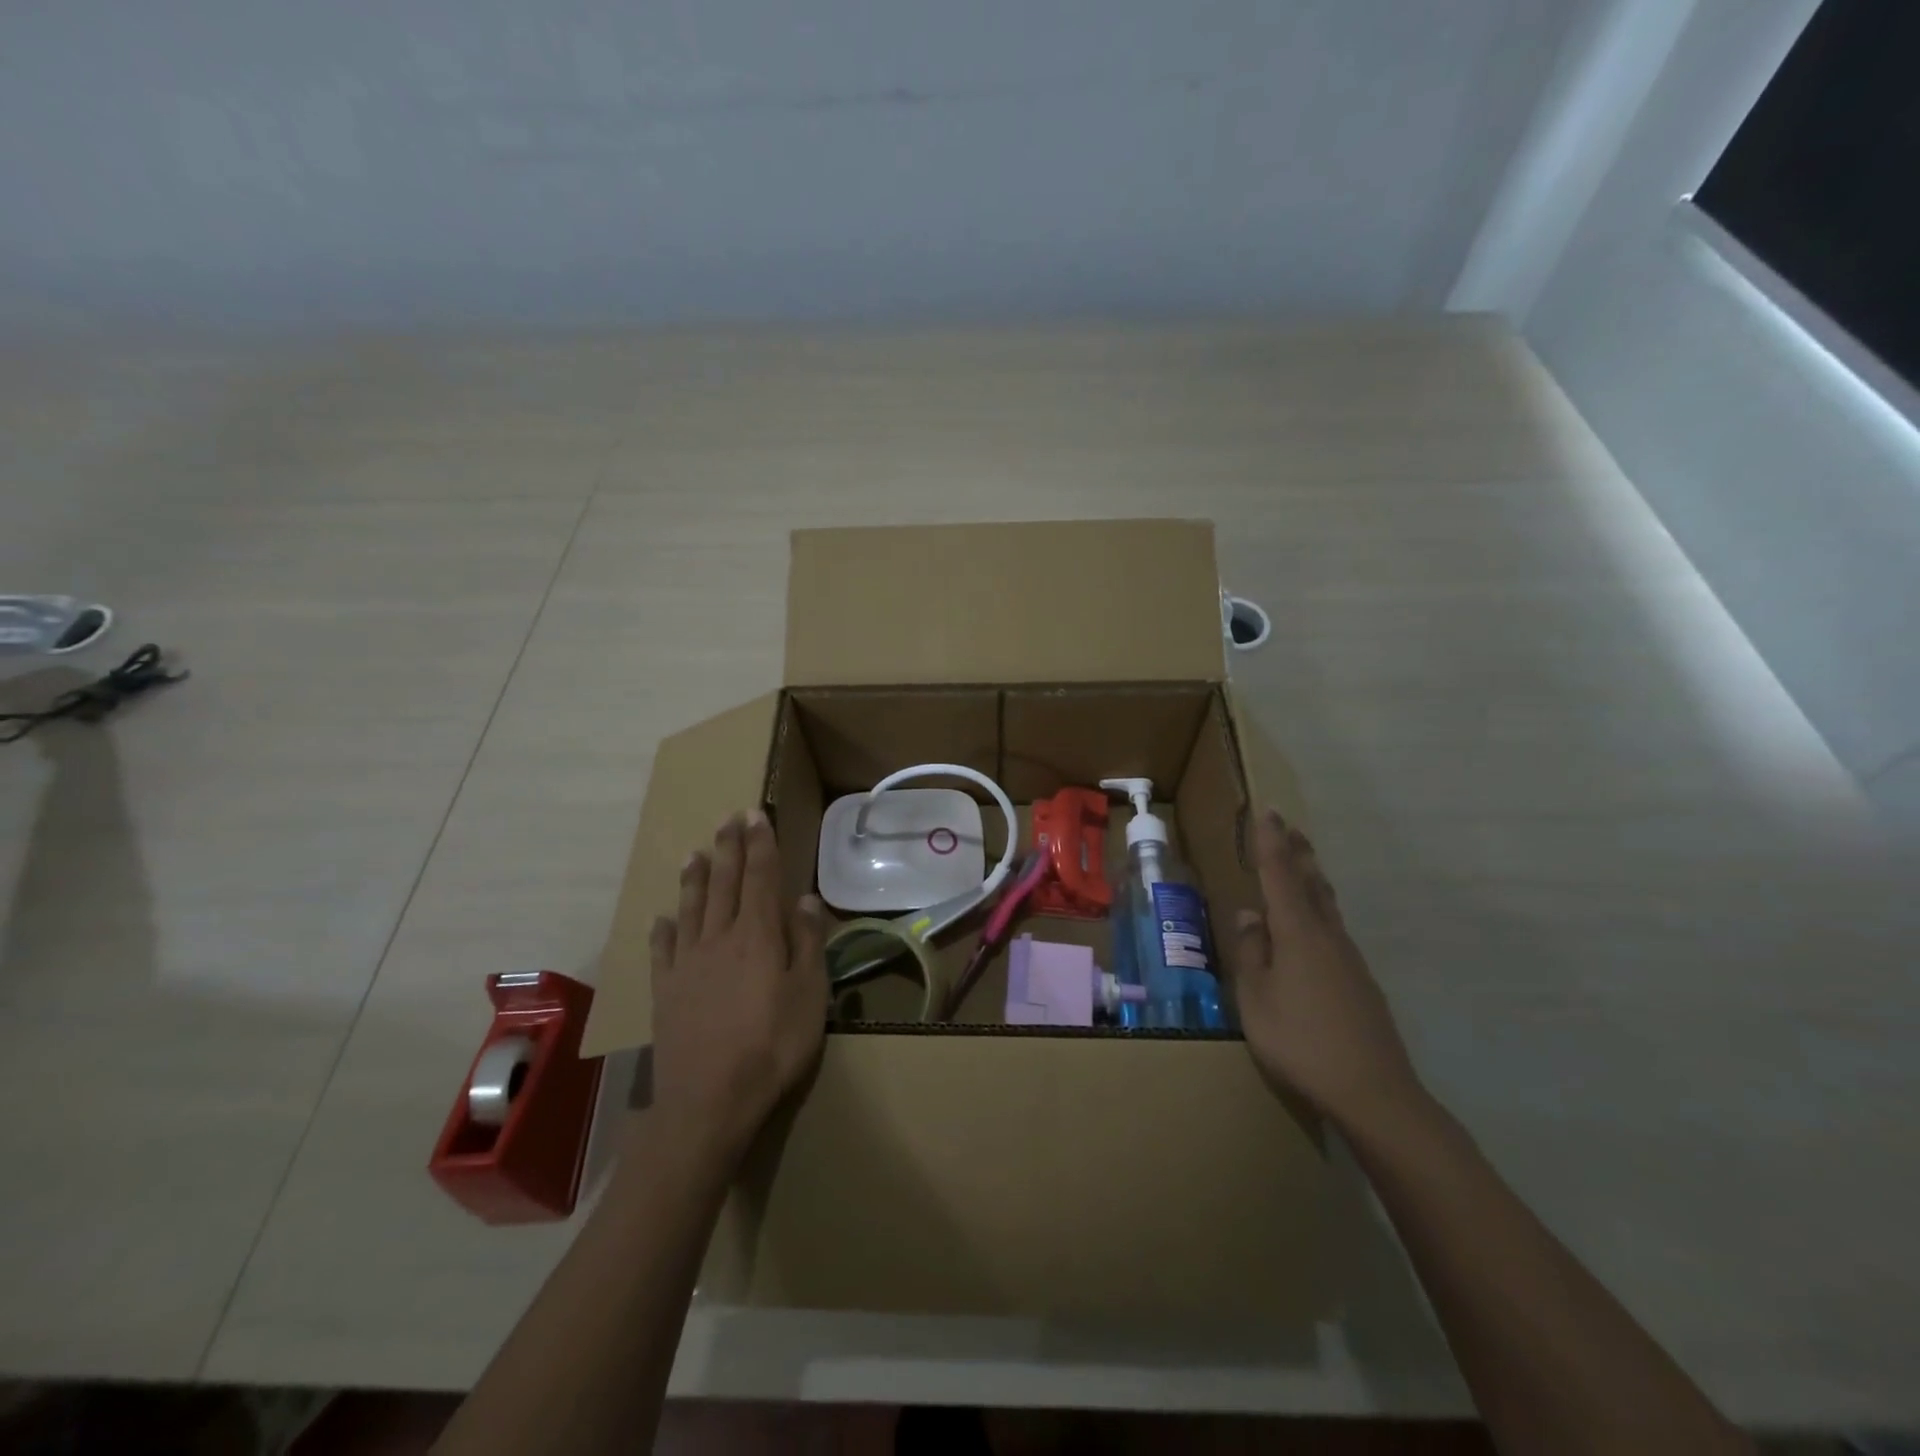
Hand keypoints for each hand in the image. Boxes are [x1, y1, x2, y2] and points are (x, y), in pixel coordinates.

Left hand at [646, 810, 829, 1159]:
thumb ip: (807, 943)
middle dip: (729, 848)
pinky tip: (662, 918)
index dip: (760, 844)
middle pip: (724, 883)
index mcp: (757, 935)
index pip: (760, 877)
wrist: (710, 1100)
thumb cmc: (773, 1045)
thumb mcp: (810, 994)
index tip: (755, 815)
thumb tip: (805, 899)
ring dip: (695, 878)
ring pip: (691, 908)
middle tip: (728, 819)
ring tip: (695, 852)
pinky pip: (662, 950)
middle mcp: (719, 938)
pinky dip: (662, 930)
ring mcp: (687, 964)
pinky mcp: (665, 991)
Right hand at [1227, 808, 1423, 1134]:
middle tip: (1288, 825)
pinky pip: (1334, 929)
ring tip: (1300, 862)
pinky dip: (1319, 909)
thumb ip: (1250, 953)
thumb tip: (1249, 915)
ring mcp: (1349, 959)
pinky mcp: (1360, 982)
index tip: (1268, 811)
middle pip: (1312, 882)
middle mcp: (1327, 936)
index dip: (1271, 842)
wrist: (1374, 1092)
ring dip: (1311, 877)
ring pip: (1327, 905)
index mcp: (1297, 933)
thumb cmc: (1300, 1041)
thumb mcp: (1256, 999)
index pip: (1280, 875)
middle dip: (1298, 851)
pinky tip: (1311, 926)